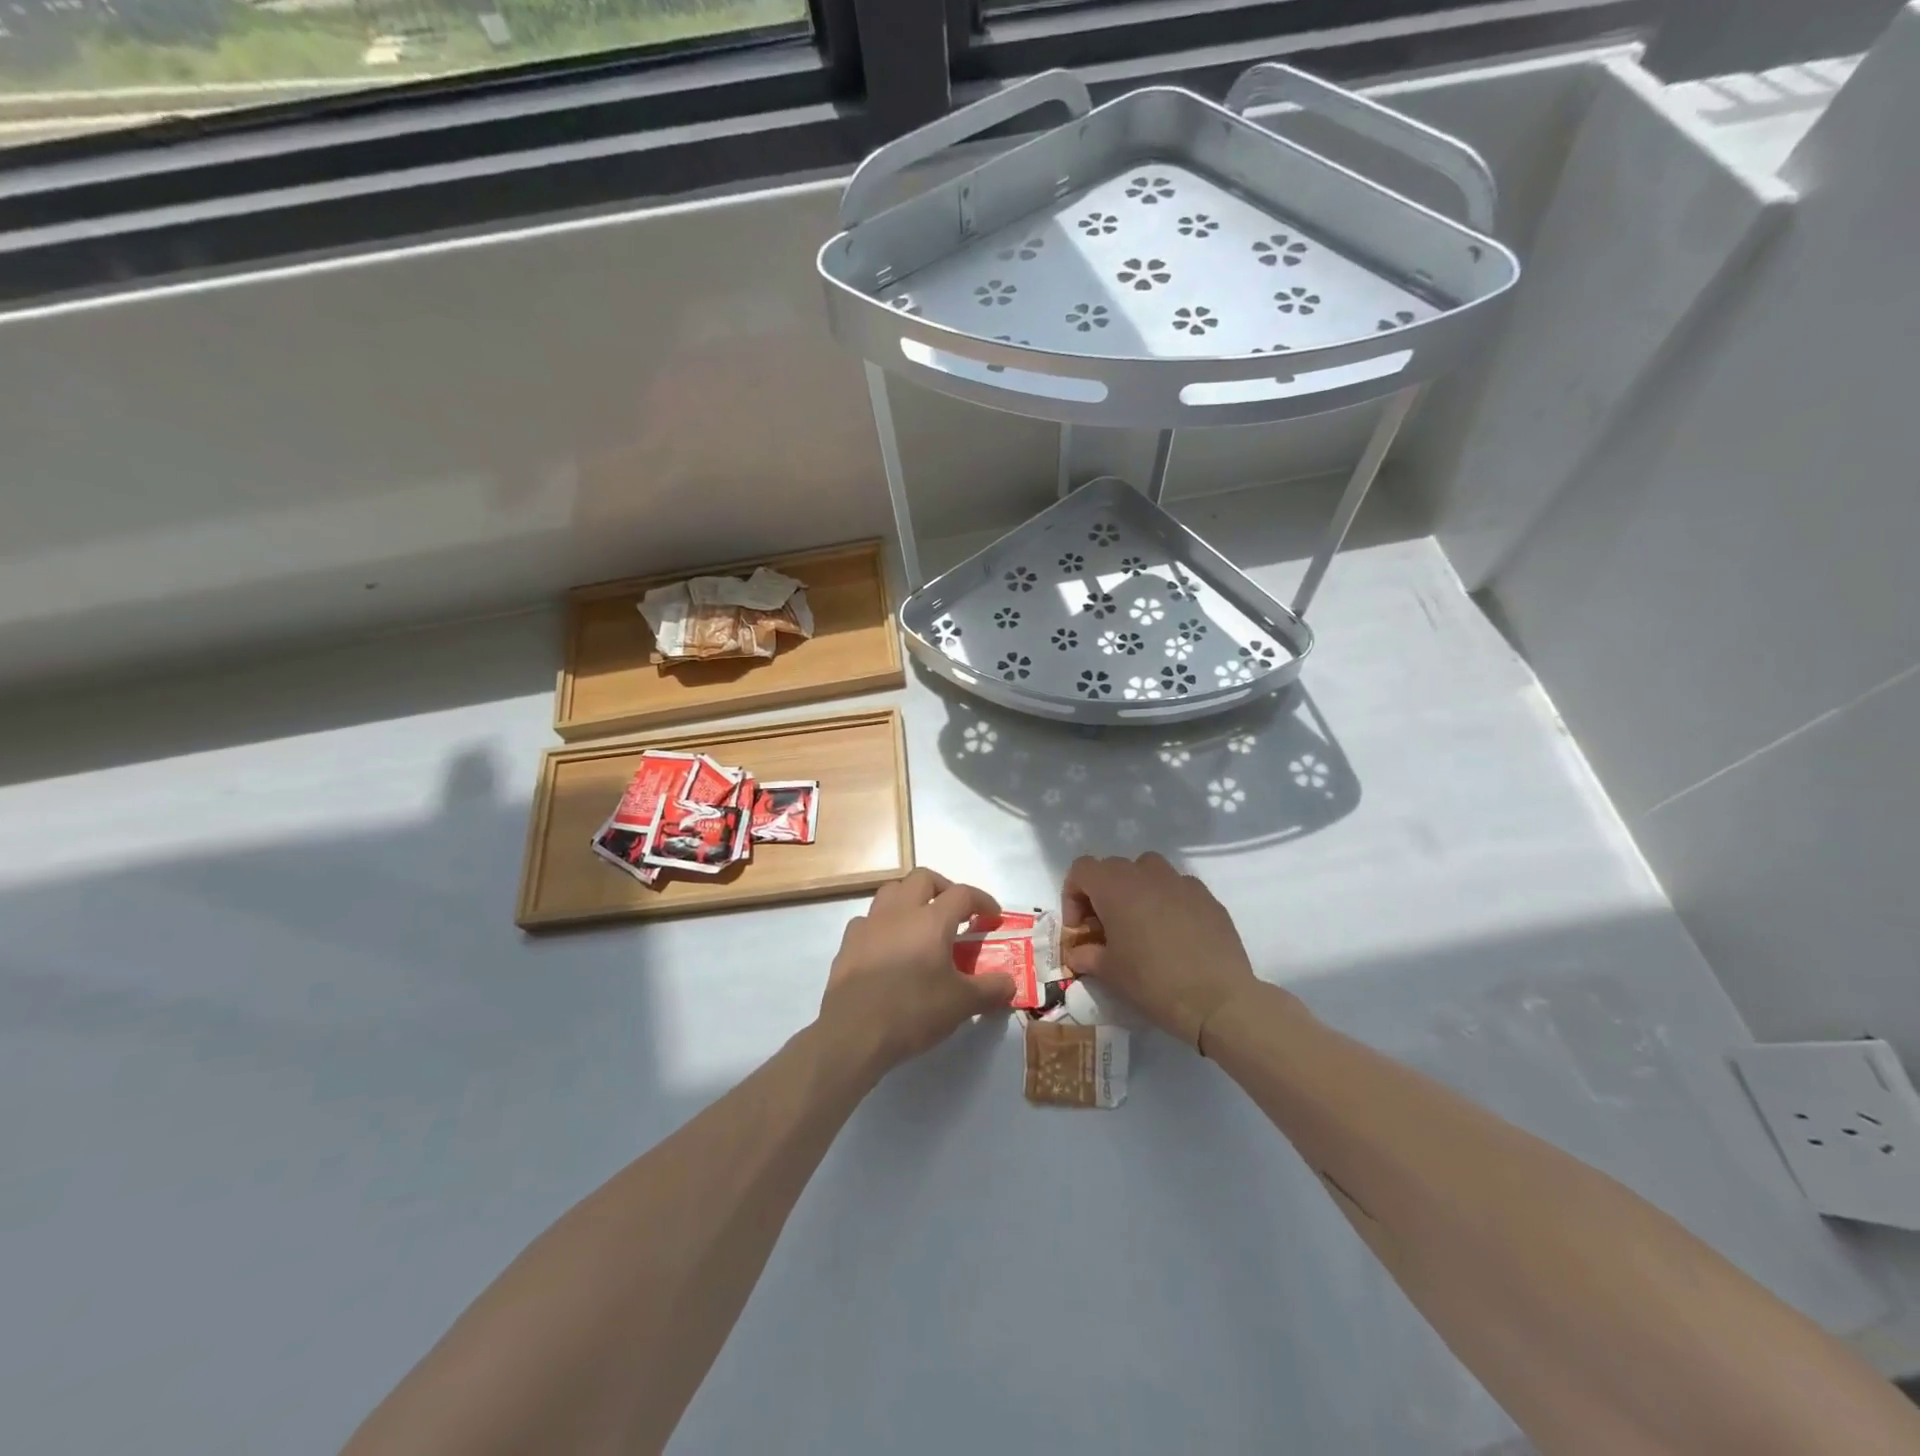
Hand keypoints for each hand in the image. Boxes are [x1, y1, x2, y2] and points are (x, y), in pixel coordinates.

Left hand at [819, 868, 1018, 1073]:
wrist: (854, 1033)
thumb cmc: (913, 1011)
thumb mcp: (962, 1004)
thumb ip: (991, 990)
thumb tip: (1010, 984)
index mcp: (931, 920)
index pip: (962, 894)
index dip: (982, 900)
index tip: (993, 916)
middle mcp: (900, 911)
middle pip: (923, 879)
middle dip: (944, 889)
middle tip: (956, 913)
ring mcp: (870, 924)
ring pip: (892, 891)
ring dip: (910, 899)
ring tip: (921, 924)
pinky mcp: (848, 942)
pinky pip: (869, 920)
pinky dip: (883, 925)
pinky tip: (888, 947)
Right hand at [1062, 853, 1257, 1050]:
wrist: (1218, 1000)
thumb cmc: (1153, 982)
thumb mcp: (1110, 973)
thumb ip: (1086, 955)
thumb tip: (1077, 953)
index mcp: (1115, 887)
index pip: (1081, 869)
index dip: (1073, 895)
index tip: (1080, 928)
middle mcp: (1146, 874)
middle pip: (1113, 867)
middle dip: (1103, 893)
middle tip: (1106, 928)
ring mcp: (1181, 882)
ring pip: (1148, 870)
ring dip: (1136, 889)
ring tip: (1141, 923)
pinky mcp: (1207, 896)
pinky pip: (1178, 887)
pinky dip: (1167, 900)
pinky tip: (1175, 933)